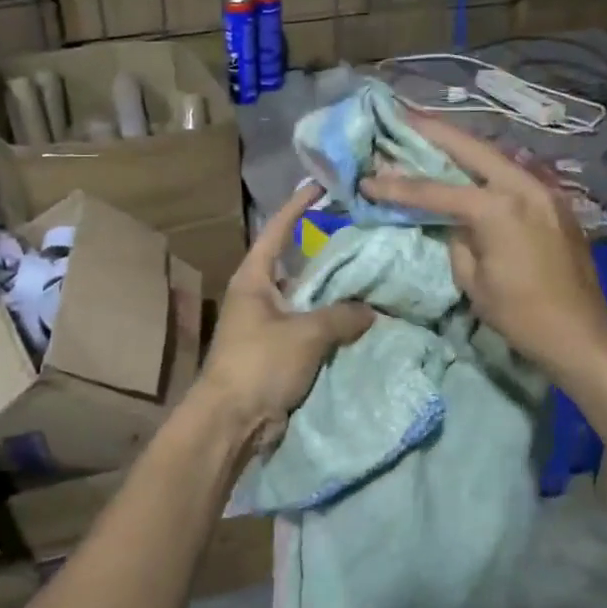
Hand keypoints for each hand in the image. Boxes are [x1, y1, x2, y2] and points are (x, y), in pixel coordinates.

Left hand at [195, 183, 373, 449]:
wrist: (232, 421)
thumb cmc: (260, 364)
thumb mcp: (305, 333)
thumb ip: (342, 315)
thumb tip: (370, 310)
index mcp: (254, 278)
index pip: (277, 231)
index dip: (298, 207)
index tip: (320, 186)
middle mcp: (260, 295)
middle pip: (298, 265)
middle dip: (328, 253)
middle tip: (364, 237)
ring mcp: (269, 325)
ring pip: (309, 300)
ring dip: (336, 294)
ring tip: (374, 278)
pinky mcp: (280, 352)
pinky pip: (312, 329)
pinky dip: (334, 325)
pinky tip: (364, 321)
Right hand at [360, 113, 606, 377]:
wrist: (581, 333)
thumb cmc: (520, 314)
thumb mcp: (473, 280)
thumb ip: (458, 239)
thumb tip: (453, 221)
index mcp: (497, 208)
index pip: (435, 190)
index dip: (398, 186)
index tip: (368, 179)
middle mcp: (522, 187)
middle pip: (470, 148)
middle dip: (434, 131)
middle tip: (402, 114)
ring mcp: (544, 191)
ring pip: (495, 156)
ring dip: (462, 145)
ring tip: (432, 133)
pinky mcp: (554, 203)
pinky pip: (513, 175)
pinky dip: (486, 167)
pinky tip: (470, 167)